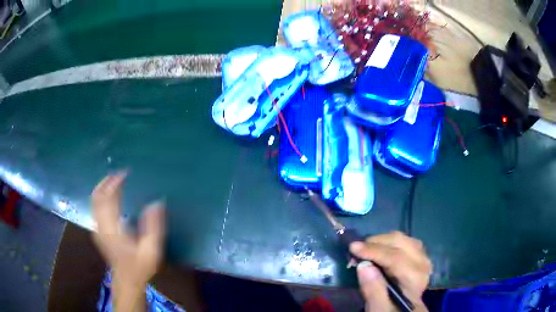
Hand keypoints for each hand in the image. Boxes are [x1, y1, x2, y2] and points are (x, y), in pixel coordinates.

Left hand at [91, 172, 164, 311]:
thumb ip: (153, 226)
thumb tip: (157, 202)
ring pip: (94, 201)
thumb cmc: (139, 266)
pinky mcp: (98, 231)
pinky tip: (110, 195)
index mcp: (112, 228)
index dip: (114, 183)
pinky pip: (96, 207)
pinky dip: (101, 196)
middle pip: (97, 196)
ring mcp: (97, 228)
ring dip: (103, 187)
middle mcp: (100, 225)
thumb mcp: (151, 250)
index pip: (108, 198)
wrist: (127, 281)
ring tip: (115, 180)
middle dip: (106, 181)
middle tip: (119, 173)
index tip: (125, 173)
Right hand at [350, 231, 431, 311]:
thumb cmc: (389, 310)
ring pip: (403, 238)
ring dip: (382, 240)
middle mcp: (423, 264)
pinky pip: (404, 240)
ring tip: (365, 250)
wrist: (403, 310)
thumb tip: (363, 265)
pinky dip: (388, 241)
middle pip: (401, 243)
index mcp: (415, 280)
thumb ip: (373, 290)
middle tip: (356, 250)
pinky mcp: (419, 254)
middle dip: (376, 242)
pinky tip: (378, 249)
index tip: (352, 247)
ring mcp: (423, 257)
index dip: (374, 251)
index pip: (396, 259)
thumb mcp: (378, 309)